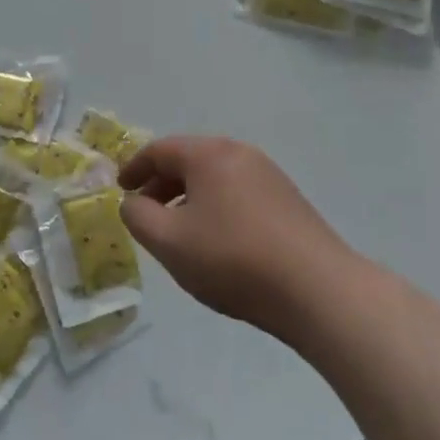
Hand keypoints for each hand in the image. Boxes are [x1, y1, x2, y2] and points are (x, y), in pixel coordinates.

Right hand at [120, 136, 353, 340]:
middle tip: (146, 213)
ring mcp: (268, 174)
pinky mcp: (287, 199)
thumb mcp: (169, 242)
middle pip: (189, 160)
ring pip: (215, 177)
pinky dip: (216, 206)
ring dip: (189, 197)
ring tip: (180, 231)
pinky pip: (238, 191)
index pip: (159, 150)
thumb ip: (138, 216)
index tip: (121, 190)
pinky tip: (218, 240)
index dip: (134, 168)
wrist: (318, 289)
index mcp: (208, 154)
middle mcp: (238, 152)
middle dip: (161, 184)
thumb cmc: (233, 259)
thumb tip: (132, 202)